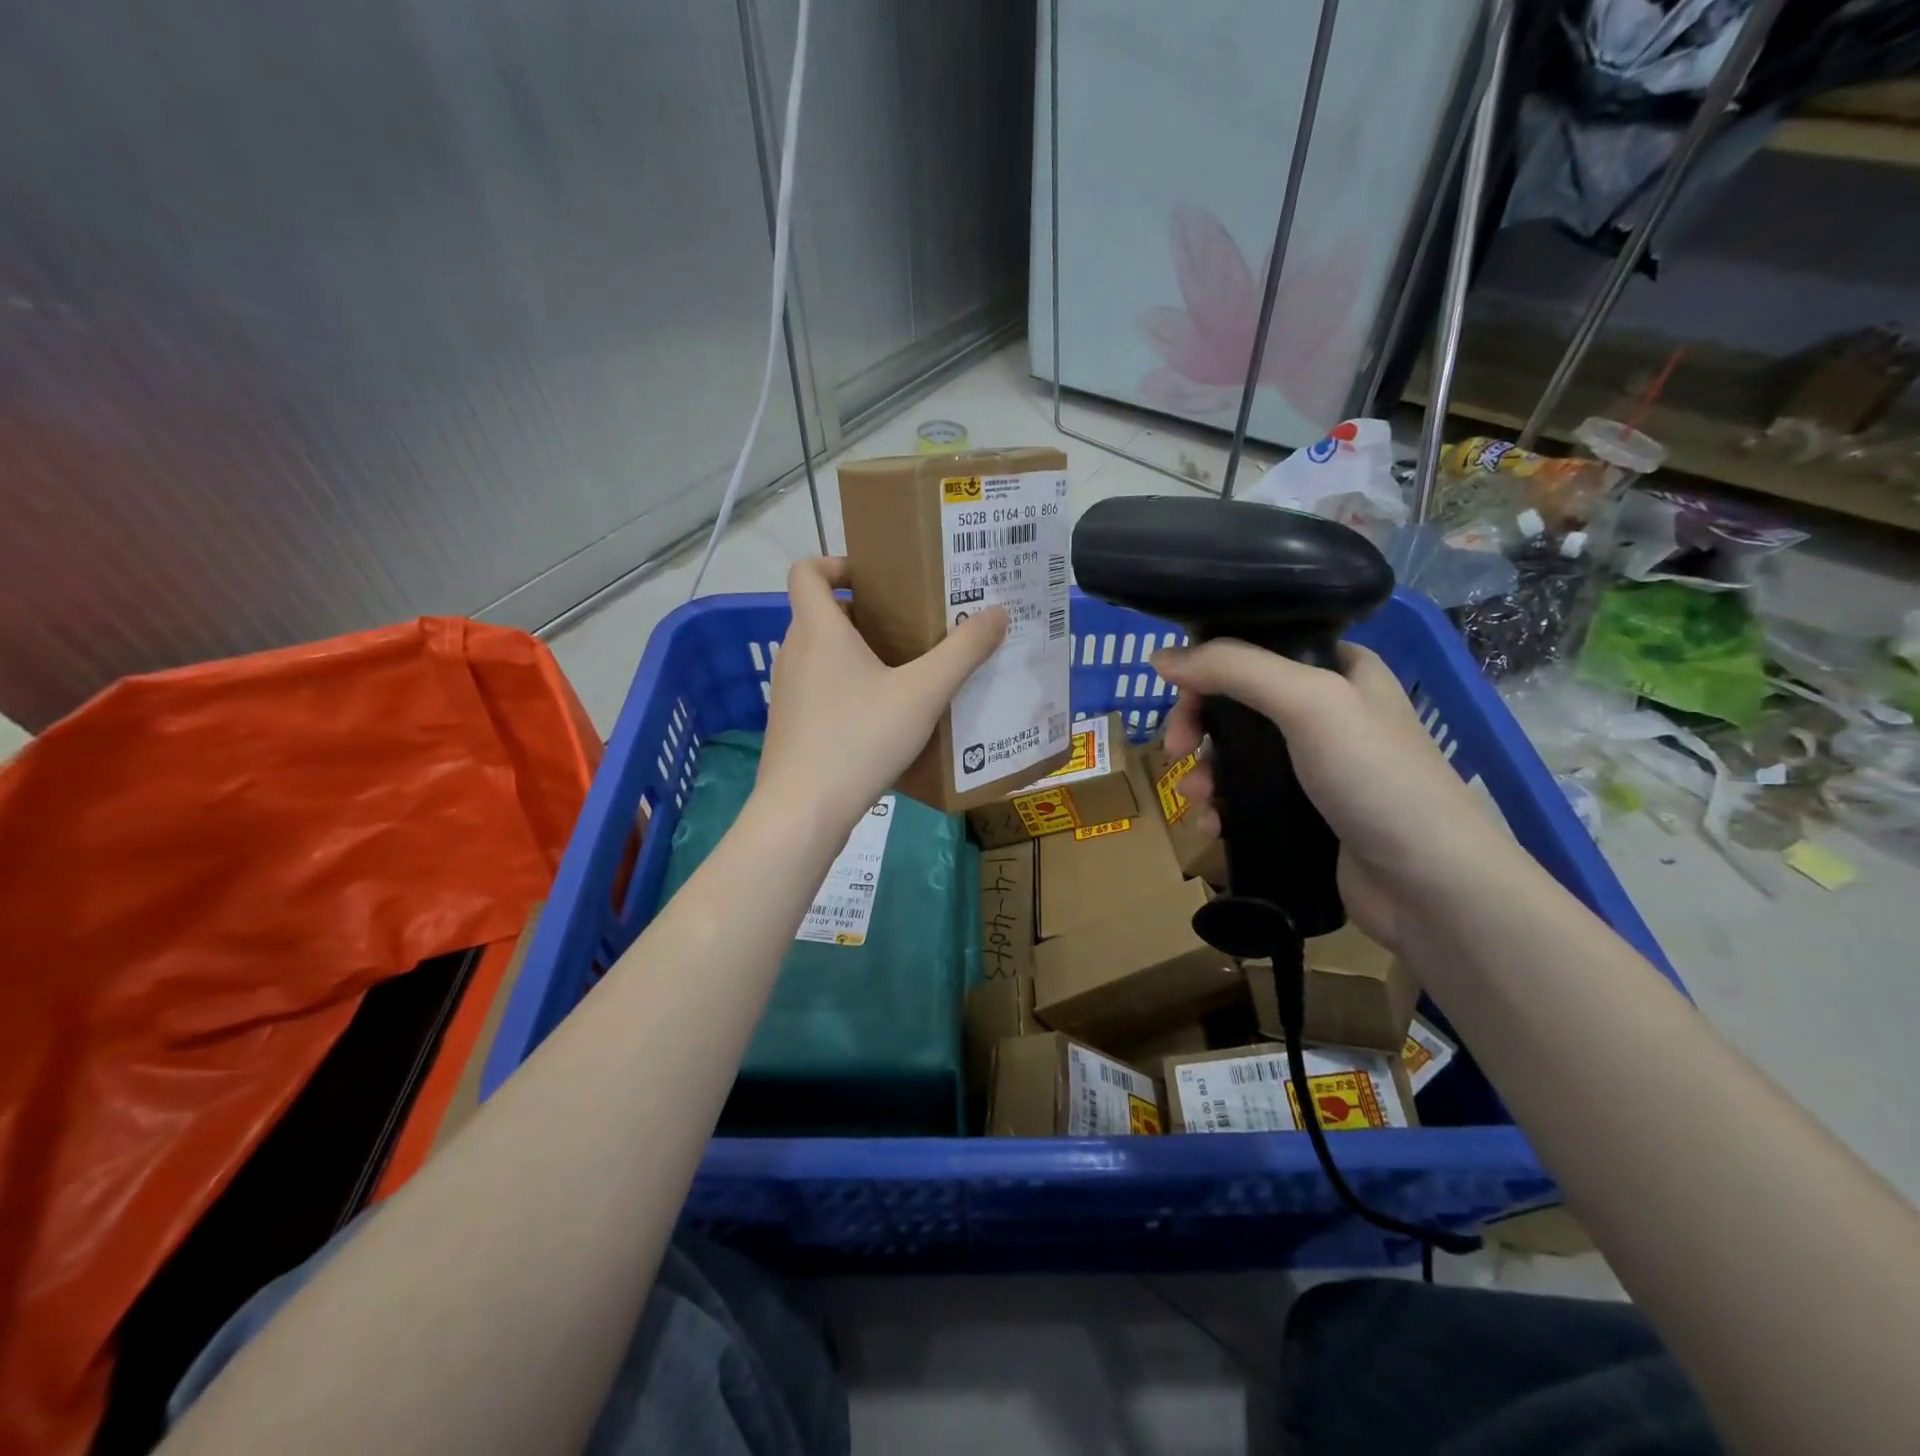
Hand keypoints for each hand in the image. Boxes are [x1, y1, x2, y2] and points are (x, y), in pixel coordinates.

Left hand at [756, 557, 1006, 831]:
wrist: (803, 811)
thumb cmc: (860, 739)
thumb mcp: (923, 694)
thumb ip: (963, 652)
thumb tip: (998, 612)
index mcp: (819, 630)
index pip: (806, 571)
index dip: (836, 563)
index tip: (876, 579)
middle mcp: (795, 652)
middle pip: (823, 614)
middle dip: (867, 614)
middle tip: (913, 627)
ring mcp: (788, 692)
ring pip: (823, 655)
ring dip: (860, 654)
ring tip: (907, 673)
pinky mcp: (791, 725)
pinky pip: (821, 690)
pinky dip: (849, 689)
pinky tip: (884, 719)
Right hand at [1150, 639, 1516, 950]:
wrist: (1430, 886)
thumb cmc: (1375, 778)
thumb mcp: (1309, 702)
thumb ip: (1234, 669)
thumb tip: (1159, 658)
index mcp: (1339, 669)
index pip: (1256, 649)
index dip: (1208, 667)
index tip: (1176, 696)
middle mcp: (1327, 711)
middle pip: (1237, 704)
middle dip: (1197, 727)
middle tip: (1175, 752)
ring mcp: (1316, 766)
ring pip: (1236, 755)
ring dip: (1203, 773)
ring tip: (1194, 799)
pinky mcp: (1305, 814)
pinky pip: (1246, 799)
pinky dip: (1221, 808)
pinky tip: (1211, 826)